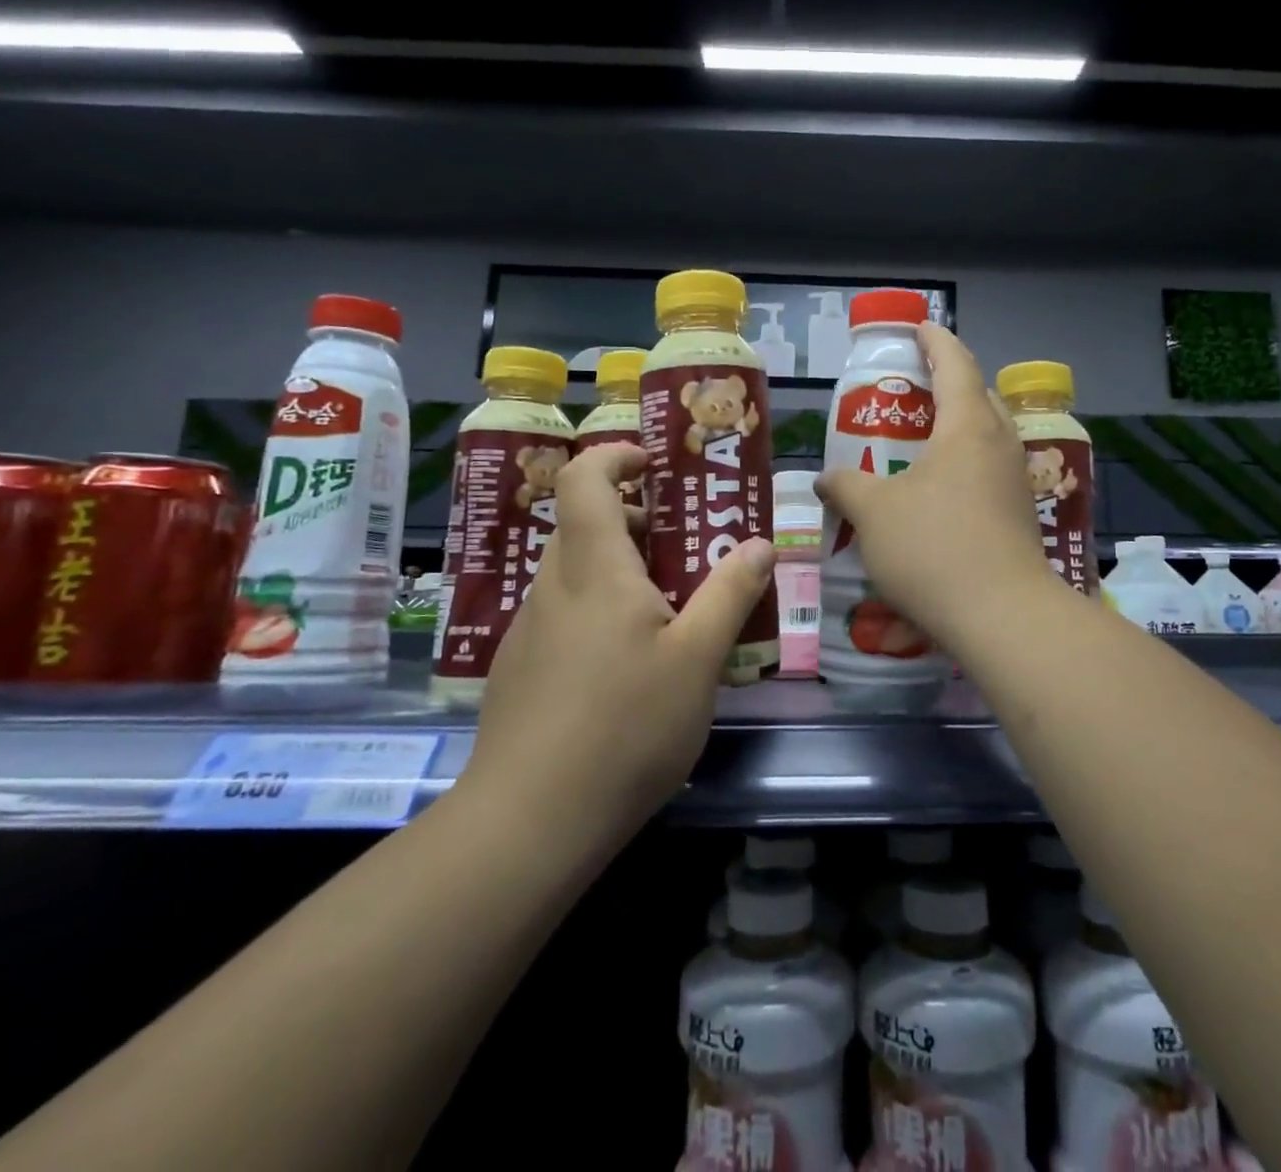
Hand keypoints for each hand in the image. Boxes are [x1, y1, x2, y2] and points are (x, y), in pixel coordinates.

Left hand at [462, 443, 775, 848]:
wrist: (529, 823)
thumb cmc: (625, 727)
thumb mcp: (698, 659)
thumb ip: (730, 594)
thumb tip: (761, 544)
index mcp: (594, 570)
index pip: (582, 479)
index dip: (615, 457)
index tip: (654, 466)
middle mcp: (552, 588)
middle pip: (581, 525)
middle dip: (630, 519)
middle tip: (682, 545)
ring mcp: (528, 632)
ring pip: (572, 574)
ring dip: (616, 568)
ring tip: (666, 609)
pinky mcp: (518, 671)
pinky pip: (561, 615)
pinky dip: (596, 610)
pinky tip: (627, 665)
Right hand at [815, 322, 1056, 655]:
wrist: (1001, 616)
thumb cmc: (933, 547)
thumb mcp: (873, 512)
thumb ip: (845, 485)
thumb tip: (826, 478)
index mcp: (968, 425)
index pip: (954, 362)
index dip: (934, 340)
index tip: (918, 328)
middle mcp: (1000, 444)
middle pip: (977, 396)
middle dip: (947, 383)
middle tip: (910, 390)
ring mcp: (1016, 481)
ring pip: (986, 437)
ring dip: (956, 429)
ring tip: (919, 442)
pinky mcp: (1020, 516)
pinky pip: (989, 472)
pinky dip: (963, 466)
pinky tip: (937, 494)